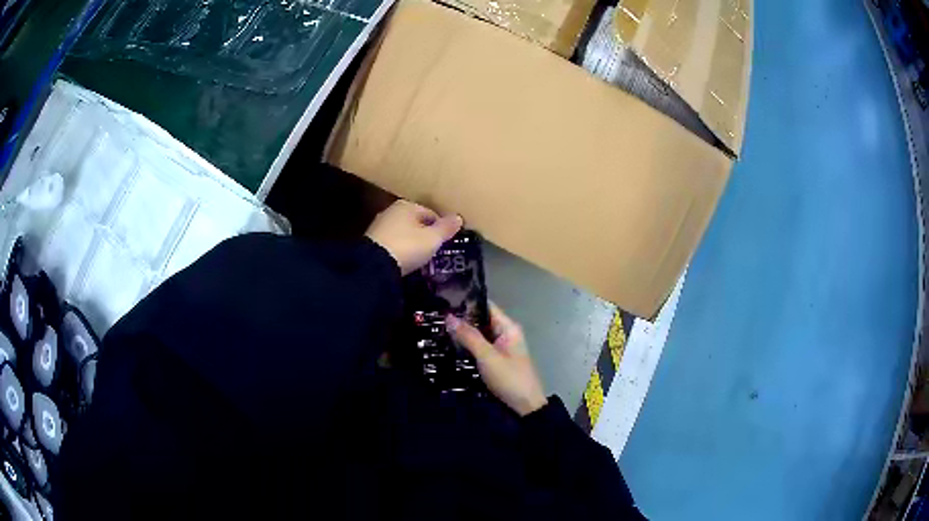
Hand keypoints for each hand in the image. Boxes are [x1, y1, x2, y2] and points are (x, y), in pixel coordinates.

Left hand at [365, 200, 462, 274]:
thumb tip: (458, 217)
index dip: (440, 227)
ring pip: (402, 232)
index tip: (446, 242)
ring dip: (411, 242)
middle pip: (415, 222)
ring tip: (420, 257)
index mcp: (407, 205)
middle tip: (434, 250)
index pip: (431, 213)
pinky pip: (392, 243)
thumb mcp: (432, 239)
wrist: (374, 265)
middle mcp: (391, 211)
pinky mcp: (371, 242)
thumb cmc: (408, 246)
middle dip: (424, 234)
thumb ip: (445, 228)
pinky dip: (399, 249)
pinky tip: (404, 260)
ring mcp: (379, 226)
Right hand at [447, 304, 547, 415]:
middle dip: (461, 318)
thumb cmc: (509, 378)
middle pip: (481, 320)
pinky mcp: (496, 360)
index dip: (467, 301)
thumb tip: (449, 316)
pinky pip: (479, 348)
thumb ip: (469, 336)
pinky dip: (467, 346)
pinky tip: (450, 346)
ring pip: (479, 335)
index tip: (445, 298)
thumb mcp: (487, 357)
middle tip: (435, 315)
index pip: (486, 306)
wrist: (525, 406)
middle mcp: (505, 333)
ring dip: (463, 333)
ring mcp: (501, 348)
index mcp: (508, 327)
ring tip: (437, 328)